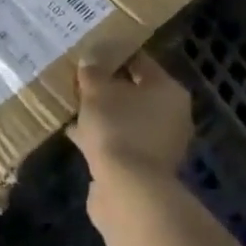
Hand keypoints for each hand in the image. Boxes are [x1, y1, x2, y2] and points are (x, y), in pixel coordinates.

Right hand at [71, 55, 194, 184]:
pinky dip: (102, 138)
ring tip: (74, 106)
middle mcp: (172, 116)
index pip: (141, 62)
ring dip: (103, 115)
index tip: (92, 52)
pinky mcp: (145, 170)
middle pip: (135, 93)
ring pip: (126, 120)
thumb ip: (93, 72)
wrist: (128, 192)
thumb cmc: (118, 128)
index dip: (115, 55)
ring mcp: (160, 146)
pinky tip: (75, 134)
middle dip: (108, 88)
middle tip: (81, 80)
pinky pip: (120, 143)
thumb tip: (90, 60)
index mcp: (169, 91)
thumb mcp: (98, 92)